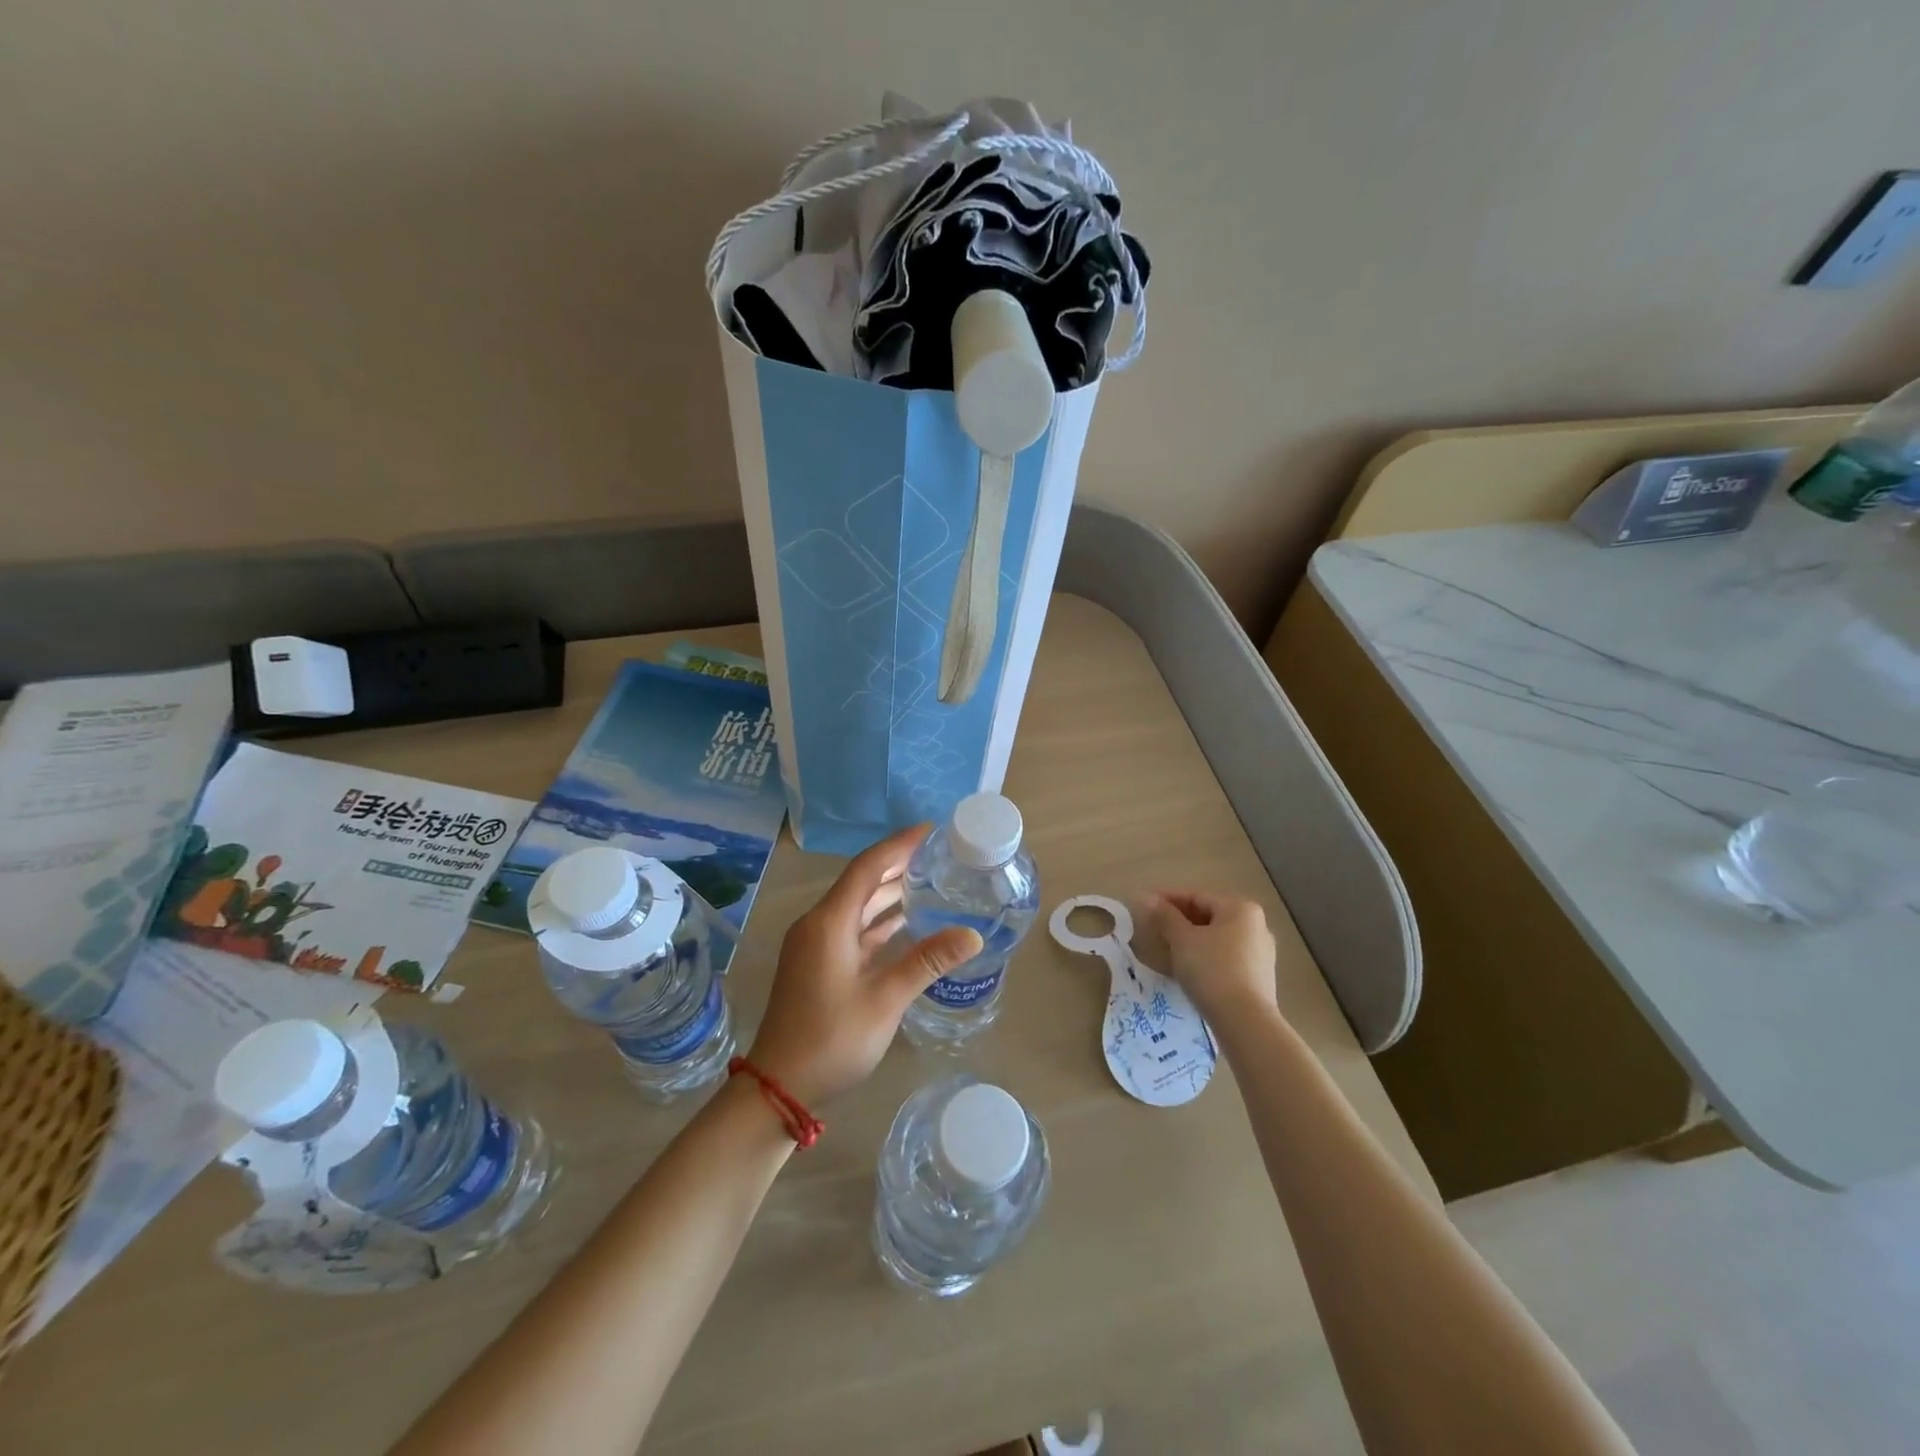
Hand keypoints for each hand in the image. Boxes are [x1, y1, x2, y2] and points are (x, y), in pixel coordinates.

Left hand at [749, 824, 982, 1106]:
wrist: (778, 1087)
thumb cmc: (831, 1039)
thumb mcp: (885, 1000)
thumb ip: (927, 961)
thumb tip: (973, 935)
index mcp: (829, 922)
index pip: (868, 867)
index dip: (899, 845)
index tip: (930, 830)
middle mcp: (819, 924)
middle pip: (861, 882)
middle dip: (897, 864)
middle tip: (937, 853)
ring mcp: (816, 945)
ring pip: (857, 906)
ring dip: (888, 893)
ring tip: (928, 879)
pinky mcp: (818, 965)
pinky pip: (853, 929)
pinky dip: (879, 921)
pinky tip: (905, 921)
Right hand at [1139, 889, 1276, 1020]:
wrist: (1245, 1022)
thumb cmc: (1212, 970)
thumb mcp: (1182, 940)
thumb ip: (1164, 916)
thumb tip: (1145, 897)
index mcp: (1240, 909)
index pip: (1196, 896)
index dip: (1167, 899)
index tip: (1144, 905)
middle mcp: (1256, 926)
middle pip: (1209, 916)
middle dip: (1179, 921)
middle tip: (1152, 928)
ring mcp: (1261, 954)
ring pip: (1217, 939)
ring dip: (1191, 941)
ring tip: (1165, 949)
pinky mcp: (1259, 978)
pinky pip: (1226, 958)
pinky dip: (1205, 958)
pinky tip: (1187, 969)